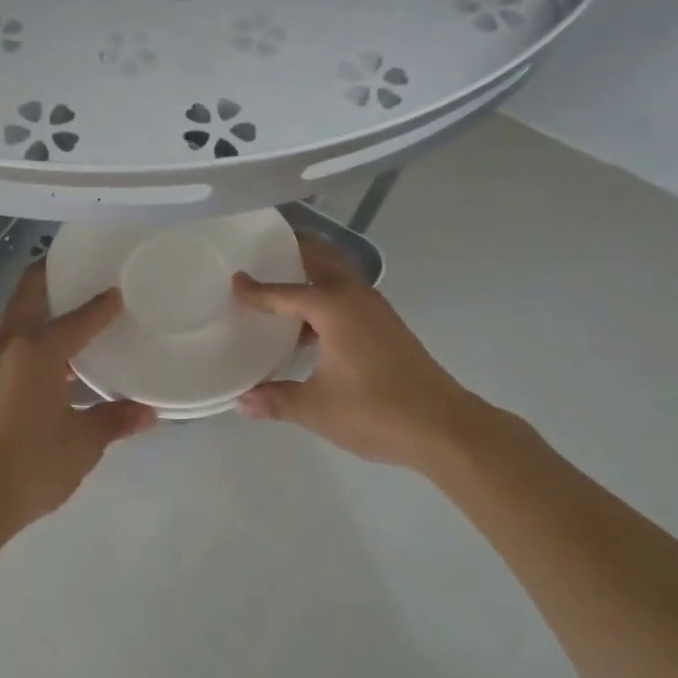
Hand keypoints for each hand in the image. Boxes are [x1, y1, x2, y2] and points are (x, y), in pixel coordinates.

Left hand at [0, 262, 155, 532]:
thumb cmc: (31, 465)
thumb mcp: (82, 444)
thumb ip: (114, 421)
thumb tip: (148, 413)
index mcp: (39, 352)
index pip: (79, 318)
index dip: (103, 305)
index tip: (120, 290)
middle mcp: (11, 346)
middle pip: (28, 294)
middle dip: (48, 275)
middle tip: (76, 267)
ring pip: (14, 317)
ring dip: (36, 304)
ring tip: (66, 307)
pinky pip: (8, 342)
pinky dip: (28, 333)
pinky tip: (48, 355)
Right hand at [233, 235, 505, 470]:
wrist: (444, 426)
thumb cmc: (375, 411)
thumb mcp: (317, 409)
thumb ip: (277, 400)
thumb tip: (242, 402)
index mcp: (334, 308)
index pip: (285, 292)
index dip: (257, 290)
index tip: (234, 281)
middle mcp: (356, 297)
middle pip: (322, 259)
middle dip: (295, 251)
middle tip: (265, 254)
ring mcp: (377, 310)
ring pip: (340, 276)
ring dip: (313, 273)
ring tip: (283, 288)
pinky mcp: (388, 326)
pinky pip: (349, 296)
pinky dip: (327, 297)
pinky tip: (312, 329)